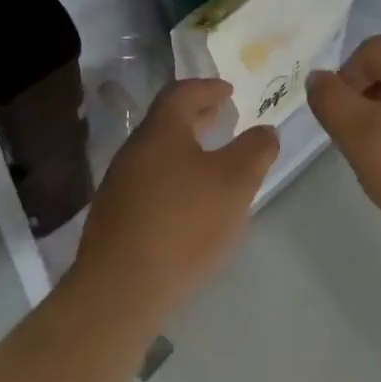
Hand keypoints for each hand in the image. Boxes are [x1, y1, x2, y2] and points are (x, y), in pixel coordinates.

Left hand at [73, 79, 278, 322]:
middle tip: (221, 117)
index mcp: (161, 130)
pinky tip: (188, 204)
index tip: (228, 92)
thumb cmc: (182, 224)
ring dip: (184, 150)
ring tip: (210, 163)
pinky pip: (148, 184)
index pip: (182, 92)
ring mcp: (119, 186)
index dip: (208, 88)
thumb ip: (255, 151)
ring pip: (157, 154)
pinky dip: (172, 179)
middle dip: (196, 116)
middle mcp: (135, 150)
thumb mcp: (235, 183)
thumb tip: (266, 131)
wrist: (118, 293)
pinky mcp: (114, 220)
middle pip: (167, 121)